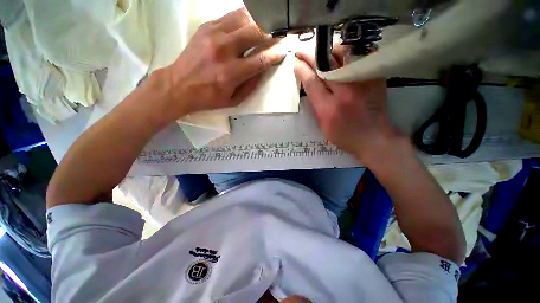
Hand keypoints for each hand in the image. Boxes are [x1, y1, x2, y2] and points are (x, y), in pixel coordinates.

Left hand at [161, 8, 285, 119]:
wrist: (179, 85)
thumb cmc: (209, 97)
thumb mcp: (233, 100)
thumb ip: (251, 85)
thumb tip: (263, 69)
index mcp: (231, 73)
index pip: (260, 58)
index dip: (275, 53)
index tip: (285, 48)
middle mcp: (223, 50)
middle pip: (255, 31)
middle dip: (271, 31)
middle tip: (279, 33)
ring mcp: (213, 35)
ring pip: (244, 18)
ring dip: (259, 20)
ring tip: (268, 25)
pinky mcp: (206, 26)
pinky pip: (231, 16)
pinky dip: (245, 17)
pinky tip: (251, 21)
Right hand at [294, 51, 403, 164]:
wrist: (374, 138)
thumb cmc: (344, 136)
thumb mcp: (322, 126)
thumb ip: (314, 105)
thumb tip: (308, 85)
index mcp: (329, 109)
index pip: (312, 82)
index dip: (302, 70)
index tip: (296, 63)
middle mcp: (345, 92)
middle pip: (325, 65)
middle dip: (310, 56)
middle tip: (301, 52)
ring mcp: (362, 82)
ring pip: (343, 55)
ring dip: (328, 50)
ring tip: (320, 52)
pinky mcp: (374, 78)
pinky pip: (359, 56)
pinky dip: (347, 52)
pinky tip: (340, 55)